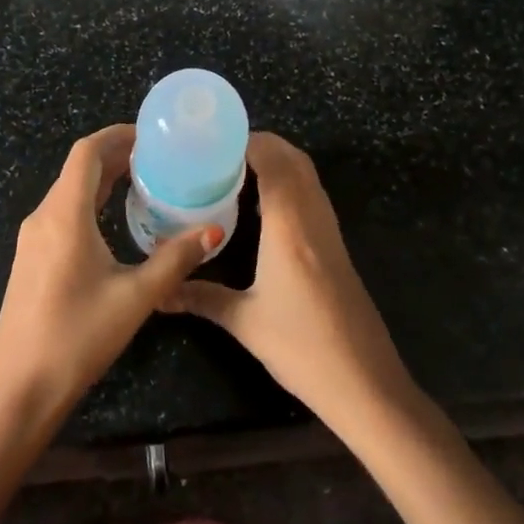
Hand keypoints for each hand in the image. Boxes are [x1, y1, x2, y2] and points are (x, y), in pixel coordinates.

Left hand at [0, 125, 218, 429]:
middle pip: (78, 169)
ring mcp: (32, 239)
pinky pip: (62, 213)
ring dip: (102, 179)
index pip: (86, 152)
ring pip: (68, 191)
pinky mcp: (30, 259)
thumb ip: (175, 259)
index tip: (150, 135)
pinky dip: (89, 202)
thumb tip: (213, 230)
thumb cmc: (77, 337)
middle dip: (115, 155)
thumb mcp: (135, 297)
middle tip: (157, 157)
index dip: (117, 135)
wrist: (19, 390)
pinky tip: (113, 221)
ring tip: (142, 181)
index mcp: (64, 215)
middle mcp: (42, 217)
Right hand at [165, 132, 414, 434]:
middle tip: (219, 152)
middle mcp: (314, 219)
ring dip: (277, 162)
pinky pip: (312, 197)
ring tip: (234, 170)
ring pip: (307, 176)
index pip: (273, 161)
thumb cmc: (303, 348)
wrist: (365, 383)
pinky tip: (263, 207)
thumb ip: (200, 297)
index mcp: (290, 227)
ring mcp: (330, 232)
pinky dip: (289, 184)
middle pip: (294, 160)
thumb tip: (158, 292)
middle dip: (261, 145)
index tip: (211, 140)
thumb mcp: (245, 323)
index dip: (246, 141)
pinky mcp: (337, 247)